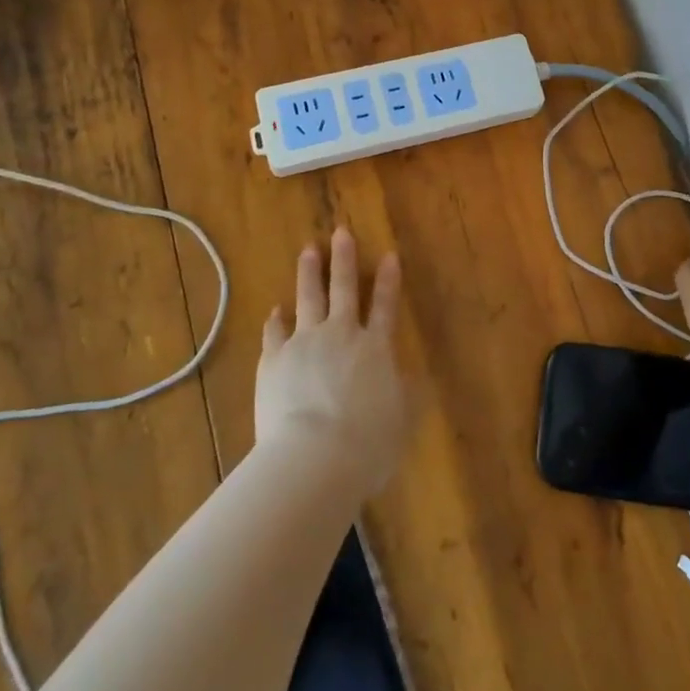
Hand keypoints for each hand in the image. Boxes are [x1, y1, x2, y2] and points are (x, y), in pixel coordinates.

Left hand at [256, 227, 410, 493]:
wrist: (313, 458)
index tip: (389, 254)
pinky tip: (275, 311)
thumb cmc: (368, 444)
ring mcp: (303, 344)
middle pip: (343, 288)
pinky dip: (276, 320)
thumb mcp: (402, 421)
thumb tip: (416, 378)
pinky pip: (274, 332)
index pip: (385, 305)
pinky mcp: (273, 361)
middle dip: (344, 259)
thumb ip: (408, 395)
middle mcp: (340, 335)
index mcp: (375, 348)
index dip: (388, 280)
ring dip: (308, 273)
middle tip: (341, 231)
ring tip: (308, 250)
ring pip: (307, 298)